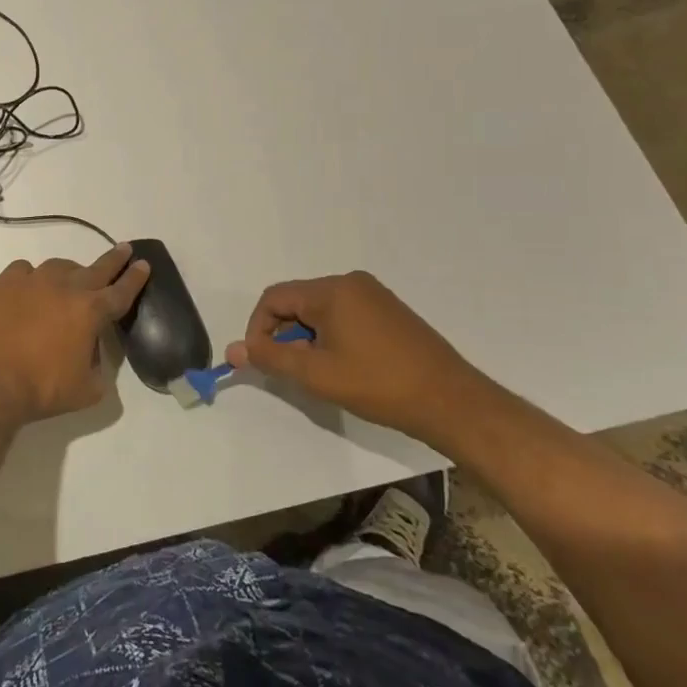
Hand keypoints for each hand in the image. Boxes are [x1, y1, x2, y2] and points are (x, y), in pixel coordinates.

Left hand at [0, 244, 150, 427]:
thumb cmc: (43, 389)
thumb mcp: (88, 389)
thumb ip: (97, 365)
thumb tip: (89, 350)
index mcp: (91, 311)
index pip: (121, 291)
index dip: (135, 278)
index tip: (143, 264)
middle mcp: (65, 288)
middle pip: (97, 269)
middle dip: (114, 260)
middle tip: (124, 250)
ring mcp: (33, 281)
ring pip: (60, 266)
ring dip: (71, 272)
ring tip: (70, 282)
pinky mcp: (5, 283)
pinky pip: (25, 270)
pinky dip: (32, 277)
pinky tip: (30, 288)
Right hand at [224, 271, 484, 441]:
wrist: (453, 403)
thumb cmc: (379, 385)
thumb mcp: (316, 374)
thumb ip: (270, 358)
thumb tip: (233, 350)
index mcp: (332, 290)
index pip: (274, 298)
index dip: (258, 329)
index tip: (260, 361)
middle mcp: (351, 283)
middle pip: (297, 302)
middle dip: (284, 335)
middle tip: (291, 371)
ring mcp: (374, 296)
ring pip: (320, 311)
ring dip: (307, 338)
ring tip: (318, 374)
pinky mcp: (390, 312)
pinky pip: (343, 316)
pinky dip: (330, 337)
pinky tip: (343, 367)